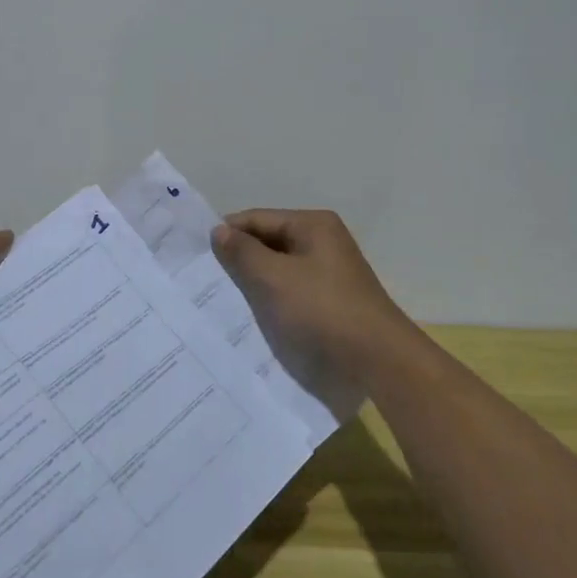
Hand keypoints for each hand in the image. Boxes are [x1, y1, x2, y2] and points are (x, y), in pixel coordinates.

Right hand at [211, 209, 418, 383]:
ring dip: (255, 280)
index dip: (228, 233)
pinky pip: (292, 288)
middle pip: (269, 241)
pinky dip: (272, 296)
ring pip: (279, 267)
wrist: (378, 359)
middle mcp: (323, 240)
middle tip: (205, 279)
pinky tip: (253, 313)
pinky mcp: (331, 298)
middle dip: (240, 258)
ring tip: (223, 297)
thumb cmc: (322, 310)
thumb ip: (243, 252)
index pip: (257, 218)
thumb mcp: (274, 278)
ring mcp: (329, 270)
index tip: (197, 255)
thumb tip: (218, 230)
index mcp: (313, 225)